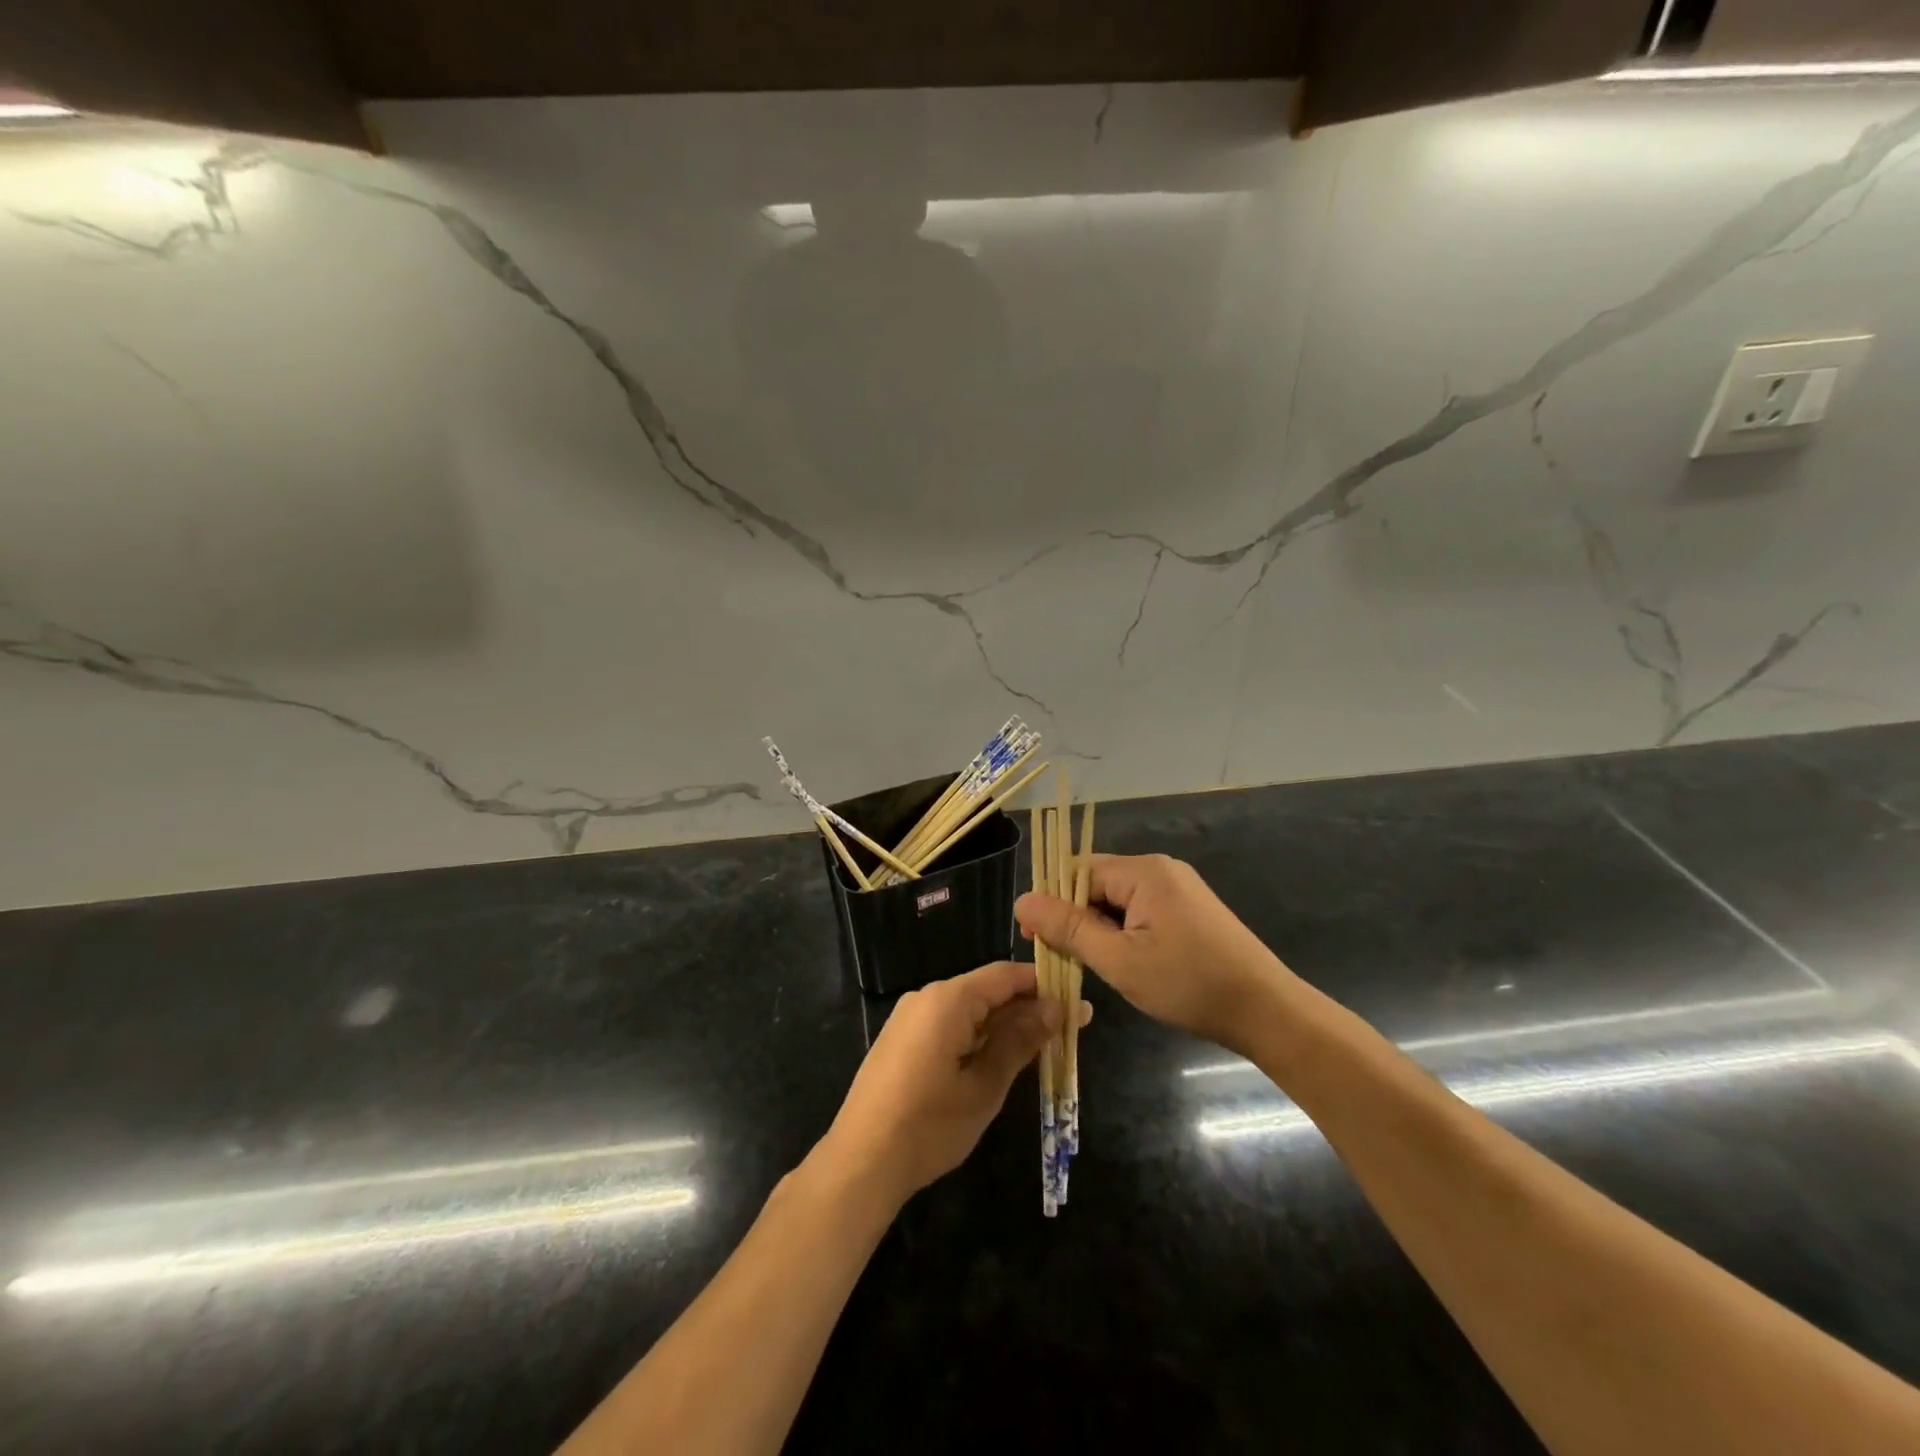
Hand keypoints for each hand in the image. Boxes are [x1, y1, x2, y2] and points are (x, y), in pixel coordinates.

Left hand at [819, 961, 1065, 1207]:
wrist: (861, 1162)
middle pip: (987, 990)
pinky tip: (999, 1060)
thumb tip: (1055, 1007)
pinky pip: (949, 1024)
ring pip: (969, 1009)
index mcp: (948, 999)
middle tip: (1068, 1032)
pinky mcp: (902, 1040)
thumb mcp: (985, 1086)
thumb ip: (1020, 1041)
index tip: (1077, 1004)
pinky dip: (978, 1036)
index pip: (1005, 975)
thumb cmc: (930, 1124)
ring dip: (1004, 1025)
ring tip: (1041, 1049)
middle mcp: (927, 997)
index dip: (1043, 985)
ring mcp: (910, 1018)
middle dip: (1027, 1008)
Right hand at [1016, 853, 1292, 1053]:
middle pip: (1097, 883)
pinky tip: (1126, 963)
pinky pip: (1141, 910)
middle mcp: (1160, 870)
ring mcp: (1179, 889)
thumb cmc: (1189, 984)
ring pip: (1118, 900)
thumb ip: (1069, 928)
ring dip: (1100, 929)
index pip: (1077, 873)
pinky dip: (1124, 933)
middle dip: (1076, 919)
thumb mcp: (1119, 960)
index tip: (1037, 941)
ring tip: (1095, 967)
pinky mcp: (1190, 910)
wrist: (1267, 1011)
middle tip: (1065, 960)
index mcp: (1143, 872)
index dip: (1052, 904)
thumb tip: (1022, 901)